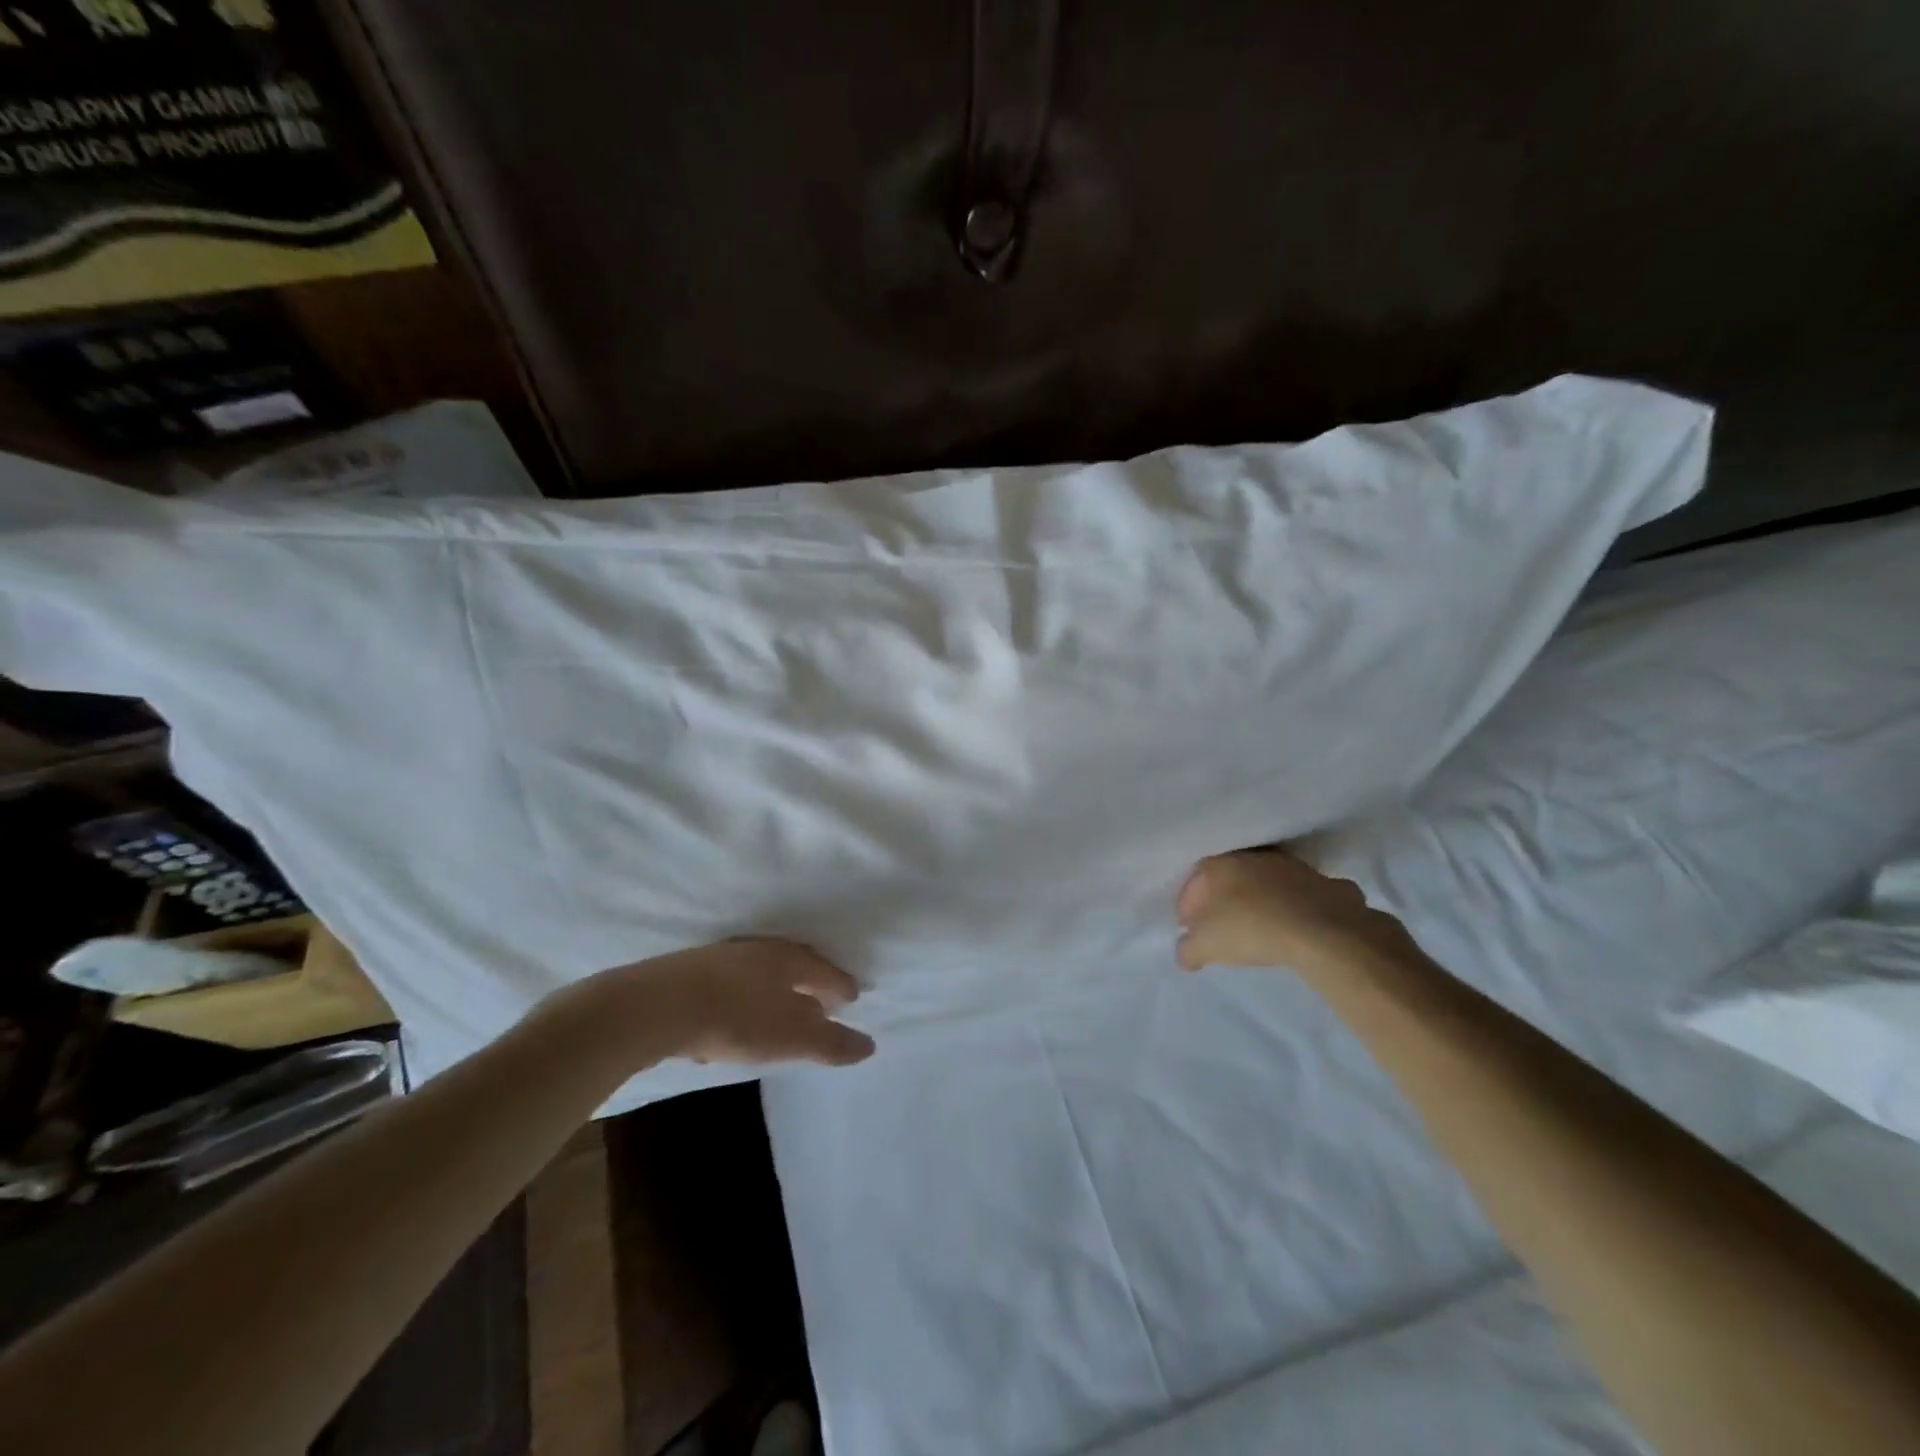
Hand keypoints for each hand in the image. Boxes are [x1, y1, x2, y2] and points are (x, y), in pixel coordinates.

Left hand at [591, 938, 876, 1067]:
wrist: (654, 1007)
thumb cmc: (735, 1019)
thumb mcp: (790, 1037)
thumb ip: (829, 1043)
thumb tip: (869, 1046)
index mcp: (789, 958)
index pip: (825, 969)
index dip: (841, 985)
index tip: (853, 997)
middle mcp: (760, 950)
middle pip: (795, 965)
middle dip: (811, 983)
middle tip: (823, 1002)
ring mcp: (723, 957)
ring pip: (761, 972)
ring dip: (776, 990)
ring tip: (782, 1012)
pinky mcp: (691, 972)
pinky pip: (732, 983)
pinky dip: (746, 997)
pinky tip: (736, 1019)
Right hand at [1176, 849, 1423, 978]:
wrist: (1323, 932)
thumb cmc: (1251, 930)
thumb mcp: (1205, 947)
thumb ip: (1188, 949)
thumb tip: (1185, 953)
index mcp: (1221, 865)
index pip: (1195, 881)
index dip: (1188, 905)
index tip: (1188, 928)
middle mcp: (1255, 858)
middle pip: (1231, 878)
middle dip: (1223, 900)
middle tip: (1220, 926)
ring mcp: (1295, 868)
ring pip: (1269, 882)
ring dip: (1262, 900)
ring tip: (1261, 926)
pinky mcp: (1328, 883)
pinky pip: (1305, 895)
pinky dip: (1299, 906)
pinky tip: (1300, 925)